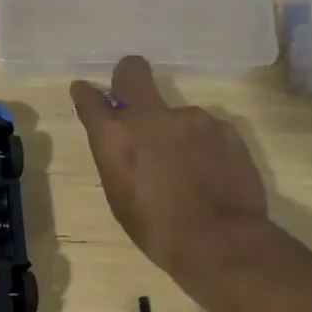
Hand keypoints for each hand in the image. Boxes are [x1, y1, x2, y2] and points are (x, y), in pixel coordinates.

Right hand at [70, 56, 272, 288]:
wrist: (219, 240)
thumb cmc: (156, 229)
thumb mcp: (120, 197)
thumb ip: (117, 160)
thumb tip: (123, 146)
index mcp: (115, 137)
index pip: (89, 98)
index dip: (86, 94)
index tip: (86, 92)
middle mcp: (150, 116)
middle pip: (132, 71)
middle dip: (128, 75)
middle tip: (133, 94)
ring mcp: (191, 117)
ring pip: (177, 113)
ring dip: (177, 132)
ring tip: (189, 168)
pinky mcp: (225, 127)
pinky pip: (207, 131)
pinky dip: (205, 146)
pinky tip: (213, 173)